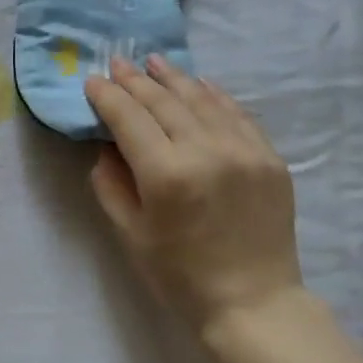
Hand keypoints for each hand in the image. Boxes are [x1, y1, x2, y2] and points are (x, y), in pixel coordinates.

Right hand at [84, 56, 302, 341]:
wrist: (252, 301)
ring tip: (153, 62)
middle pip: (164, 101)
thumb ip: (111, 185)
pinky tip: (199, 84)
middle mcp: (205, 151)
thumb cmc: (179, 276)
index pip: (129, 119)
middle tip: (117, 63)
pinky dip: (214, 95)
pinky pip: (237, 114)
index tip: (93, 81)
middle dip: (136, 80)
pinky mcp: (269, 157)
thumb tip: (107, 147)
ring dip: (174, 78)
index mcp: (165, 174)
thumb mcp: (130, 234)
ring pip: (202, 99)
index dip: (108, 97)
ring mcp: (244, 150)